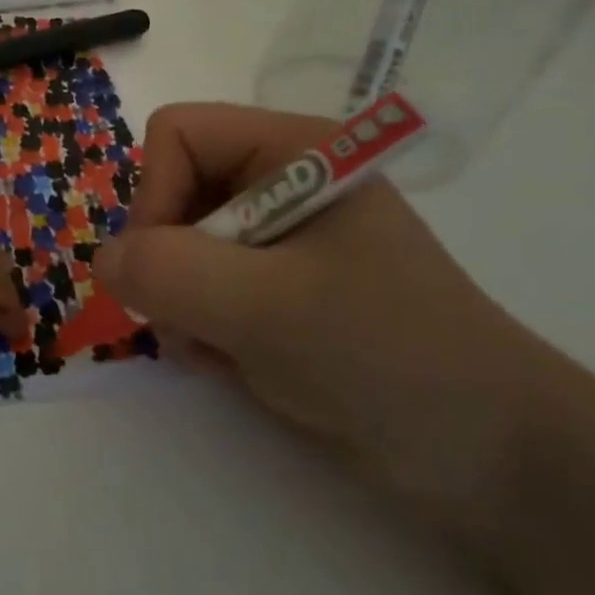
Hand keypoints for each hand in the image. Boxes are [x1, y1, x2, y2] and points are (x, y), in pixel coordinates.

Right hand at [95, 104, 531, 505]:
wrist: (492, 459)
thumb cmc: (389, 357)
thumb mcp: (271, 308)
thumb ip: (172, 272)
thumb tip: (103, 260)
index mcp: (293, 150)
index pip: (177, 135)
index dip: (156, 194)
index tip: (168, 267)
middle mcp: (279, 183)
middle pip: (171, 190)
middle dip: (167, 260)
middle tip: (188, 320)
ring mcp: (276, 239)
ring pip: (176, 245)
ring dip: (178, 302)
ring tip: (215, 350)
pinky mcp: (273, 289)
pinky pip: (197, 286)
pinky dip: (197, 327)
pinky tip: (231, 363)